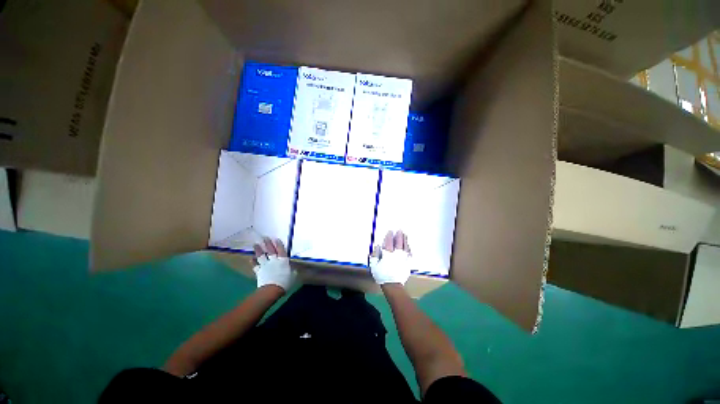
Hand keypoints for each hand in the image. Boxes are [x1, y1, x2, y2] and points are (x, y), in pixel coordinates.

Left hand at [252, 237, 295, 290]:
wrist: (272, 289)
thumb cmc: (285, 281)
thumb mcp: (293, 275)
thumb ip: (292, 271)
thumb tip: (293, 269)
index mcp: (283, 260)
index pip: (281, 250)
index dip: (279, 244)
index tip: (276, 239)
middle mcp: (274, 260)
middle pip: (270, 250)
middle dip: (268, 243)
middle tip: (265, 237)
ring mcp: (265, 265)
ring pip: (261, 255)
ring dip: (258, 250)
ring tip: (256, 244)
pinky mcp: (259, 271)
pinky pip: (255, 265)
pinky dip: (253, 261)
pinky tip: (251, 258)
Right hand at [369, 230, 412, 284]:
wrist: (392, 284)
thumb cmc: (382, 274)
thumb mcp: (374, 265)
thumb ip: (375, 254)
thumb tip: (377, 246)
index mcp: (388, 253)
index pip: (389, 242)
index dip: (389, 236)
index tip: (390, 231)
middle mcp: (396, 253)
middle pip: (398, 242)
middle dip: (399, 235)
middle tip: (399, 230)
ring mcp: (403, 258)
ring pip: (405, 246)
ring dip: (405, 240)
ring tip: (405, 234)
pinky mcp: (407, 262)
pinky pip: (409, 253)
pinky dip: (409, 248)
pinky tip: (408, 246)